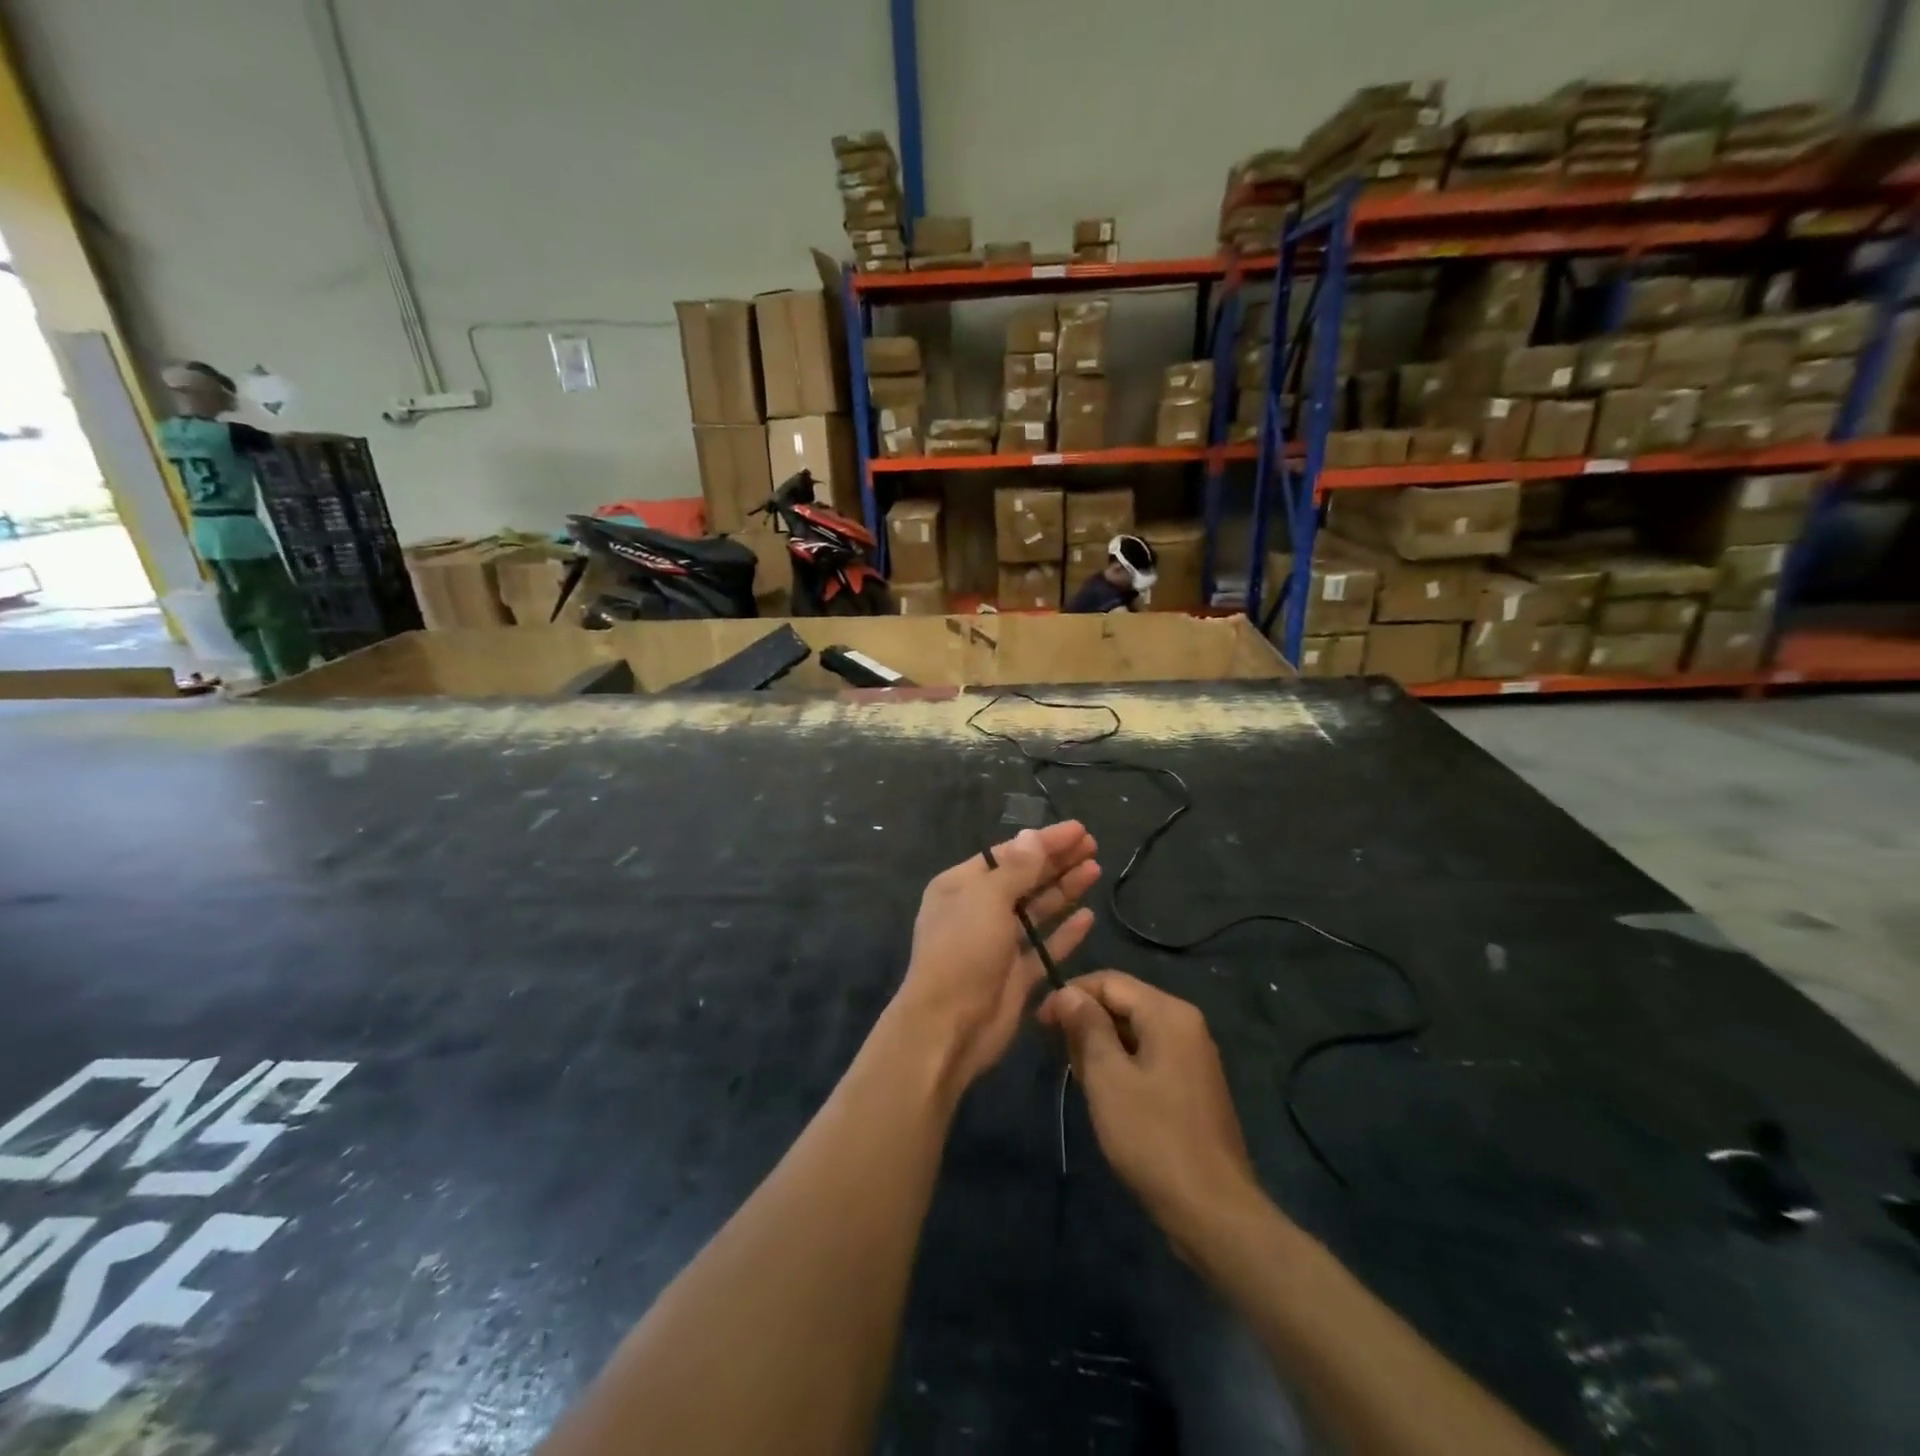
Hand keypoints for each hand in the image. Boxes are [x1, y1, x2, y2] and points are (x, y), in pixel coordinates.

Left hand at [893, 822, 1098, 1090]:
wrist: (949, 1026)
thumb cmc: (963, 951)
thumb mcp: (987, 900)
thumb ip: (1016, 869)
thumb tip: (1033, 835)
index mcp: (961, 886)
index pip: (1009, 854)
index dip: (1044, 841)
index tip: (1079, 830)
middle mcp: (978, 911)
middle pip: (1025, 878)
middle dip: (1057, 861)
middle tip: (1093, 845)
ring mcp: (997, 944)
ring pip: (1037, 910)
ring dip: (1064, 890)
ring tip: (1095, 870)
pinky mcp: (1015, 976)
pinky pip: (1044, 947)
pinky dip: (1065, 933)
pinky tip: (1088, 917)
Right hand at [1039, 972, 1259, 1253]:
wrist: (1213, 1211)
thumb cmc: (1153, 1138)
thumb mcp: (1107, 1078)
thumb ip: (1086, 1027)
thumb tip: (1067, 993)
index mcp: (1168, 1013)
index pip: (1109, 981)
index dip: (1070, 995)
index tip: (1040, 1024)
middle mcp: (1186, 1023)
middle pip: (1123, 1003)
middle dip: (1087, 1023)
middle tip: (1062, 1059)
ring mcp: (1193, 1055)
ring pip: (1134, 1031)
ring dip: (1102, 1047)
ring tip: (1082, 1081)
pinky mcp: (1193, 1084)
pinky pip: (1149, 1055)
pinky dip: (1123, 1064)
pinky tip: (1108, 1095)